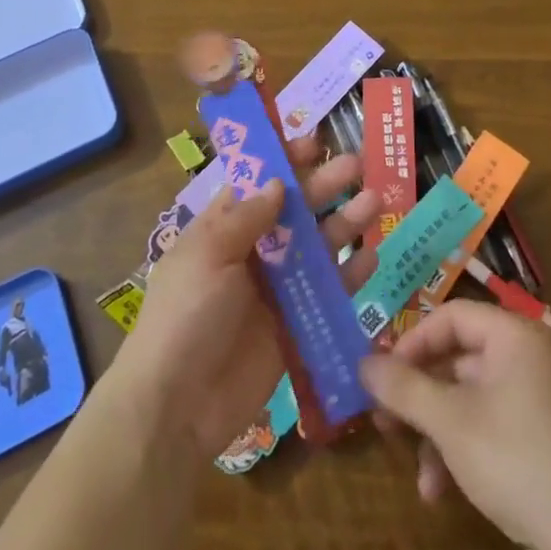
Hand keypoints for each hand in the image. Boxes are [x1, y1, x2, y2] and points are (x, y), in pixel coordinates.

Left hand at [114, 134, 377, 459]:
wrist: (177, 406)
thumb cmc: (185, 315)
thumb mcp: (207, 254)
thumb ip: (246, 217)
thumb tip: (277, 182)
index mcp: (223, 229)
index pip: (258, 184)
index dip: (285, 162)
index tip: (315, 143)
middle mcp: (252, 253)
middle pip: (294, 212)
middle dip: (324, 187)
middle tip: (357, 165)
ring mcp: (275, 290)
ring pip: (316, 249)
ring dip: (343, 225)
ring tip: (373, 204)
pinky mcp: (295, 327)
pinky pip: (326, 294)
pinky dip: (348, 277)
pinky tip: (370, 259)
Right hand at [361, 300, 550, 549]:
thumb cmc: (517, 461)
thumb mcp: (451, 423)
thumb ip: (404, 388)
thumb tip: (362, 362)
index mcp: (515, 336)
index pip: (452, 316)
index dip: (412, 341)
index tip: (381, 373)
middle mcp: (527, 357)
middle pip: (457, 358)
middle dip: (419, 393)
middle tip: (383, 417)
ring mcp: (535, 400)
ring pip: (468, 398)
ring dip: (435, 431)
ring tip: (412, 467)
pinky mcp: (538, 439)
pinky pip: (487, 426)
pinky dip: (459, 450)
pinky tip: (439, 490)